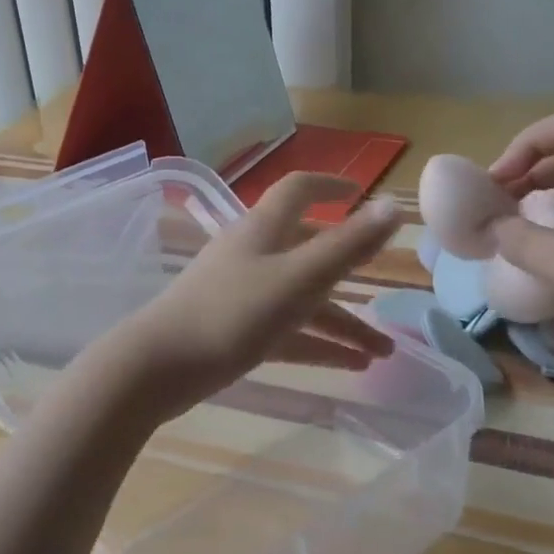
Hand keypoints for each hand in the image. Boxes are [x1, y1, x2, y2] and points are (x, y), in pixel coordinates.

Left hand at [92, 174, 403, 429]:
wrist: (160, 366)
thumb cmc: (232, 313)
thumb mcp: (298, 278)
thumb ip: (347, 245)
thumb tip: (393, 206)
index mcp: (264, 230)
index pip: (298, 190)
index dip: (330, 187)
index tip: (361, 194)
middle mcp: (253, 254)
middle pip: (309, 254)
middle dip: (350, 276)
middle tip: (388, 296)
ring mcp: (241, 293)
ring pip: (301, 300)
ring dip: (342, 323)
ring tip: (383, 354)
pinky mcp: (234, 330)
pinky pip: (286, 331)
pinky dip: (317, 345)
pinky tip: (351, 366)